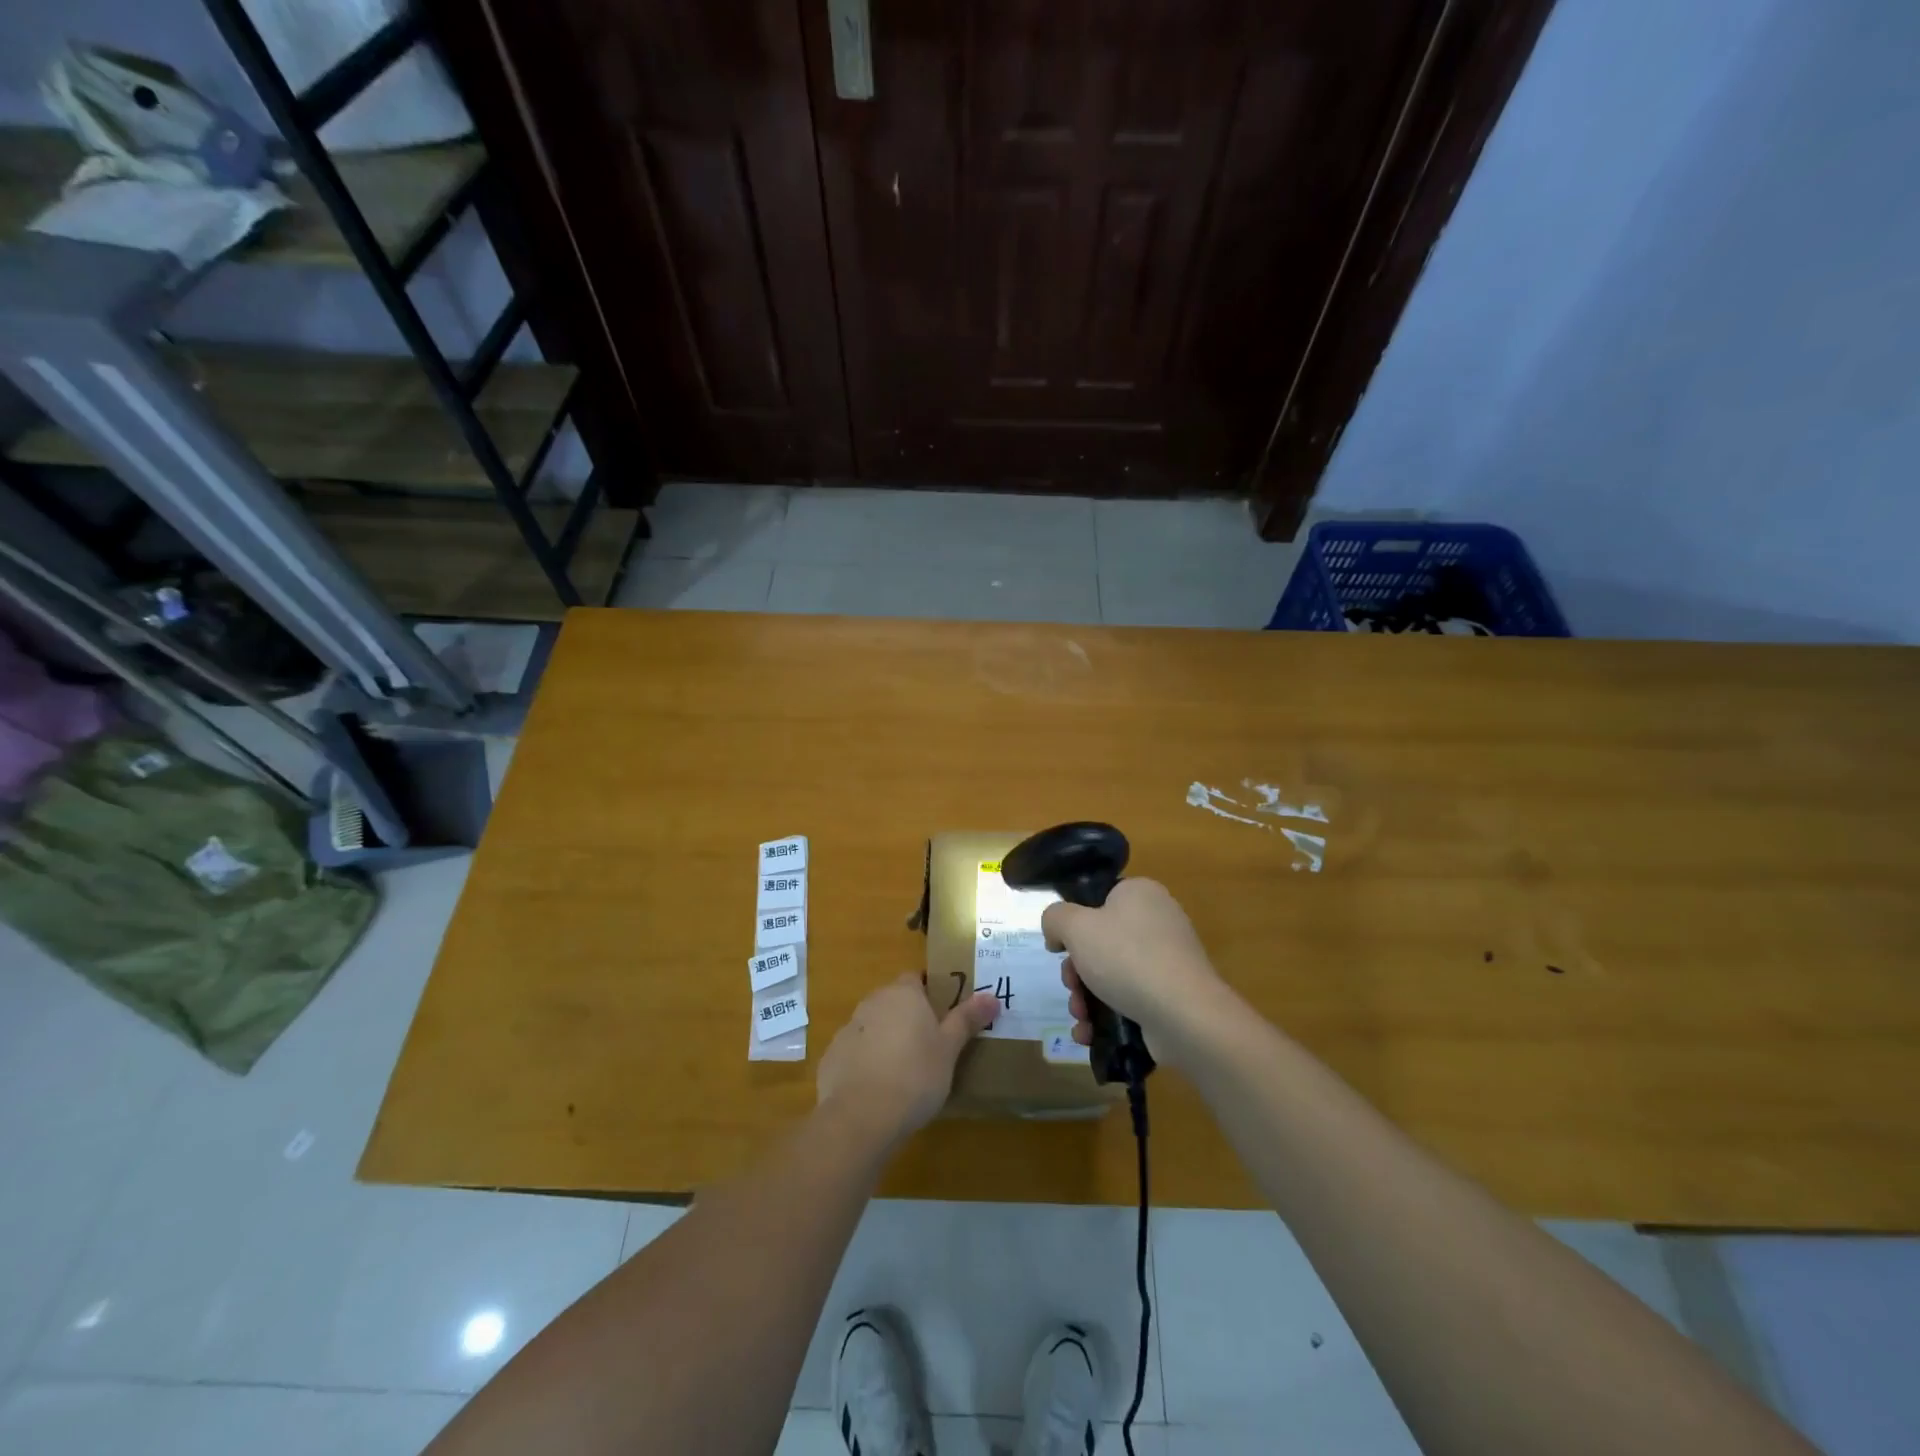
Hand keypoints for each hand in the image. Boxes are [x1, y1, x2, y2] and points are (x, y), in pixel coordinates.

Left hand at [818, 973, 998, 1146]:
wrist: (861, 1117)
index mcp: (903, 994)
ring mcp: (848, 1029)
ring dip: (886, 1040)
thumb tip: (992, 997)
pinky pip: (855, 1052)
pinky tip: (877, 1090)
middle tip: (929, 1046)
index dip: (930, 993)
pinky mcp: (831, 1057)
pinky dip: (865, 1063)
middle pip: (894, 1001)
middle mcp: (872, 1002)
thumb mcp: (949, 1049)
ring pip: (873, 1027)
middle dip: (908, 1017)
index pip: (916, 978)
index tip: (944, 1015)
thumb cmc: (915, 1075)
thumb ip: (967, 1020)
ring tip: (904, 1072)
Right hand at [1042, 878, 1231, 1068]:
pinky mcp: (1172, 995)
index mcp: (1140, 894)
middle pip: (1100, 942)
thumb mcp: (1076, 926)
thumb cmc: (1126, 958)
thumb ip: (1055, 918)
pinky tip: (1090, 1033)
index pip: (1098, 900)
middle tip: (1071, 986)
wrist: (1184, 1015)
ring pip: (1111, 974)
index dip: (1073, 924)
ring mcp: (1168, 960)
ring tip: (1080, 1017)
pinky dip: (1107, 1015)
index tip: (1060, 949)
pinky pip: (1130, 998)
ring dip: (1086, 997)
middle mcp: (1158, 921)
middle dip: (1076, 971)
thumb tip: (1057, 931)